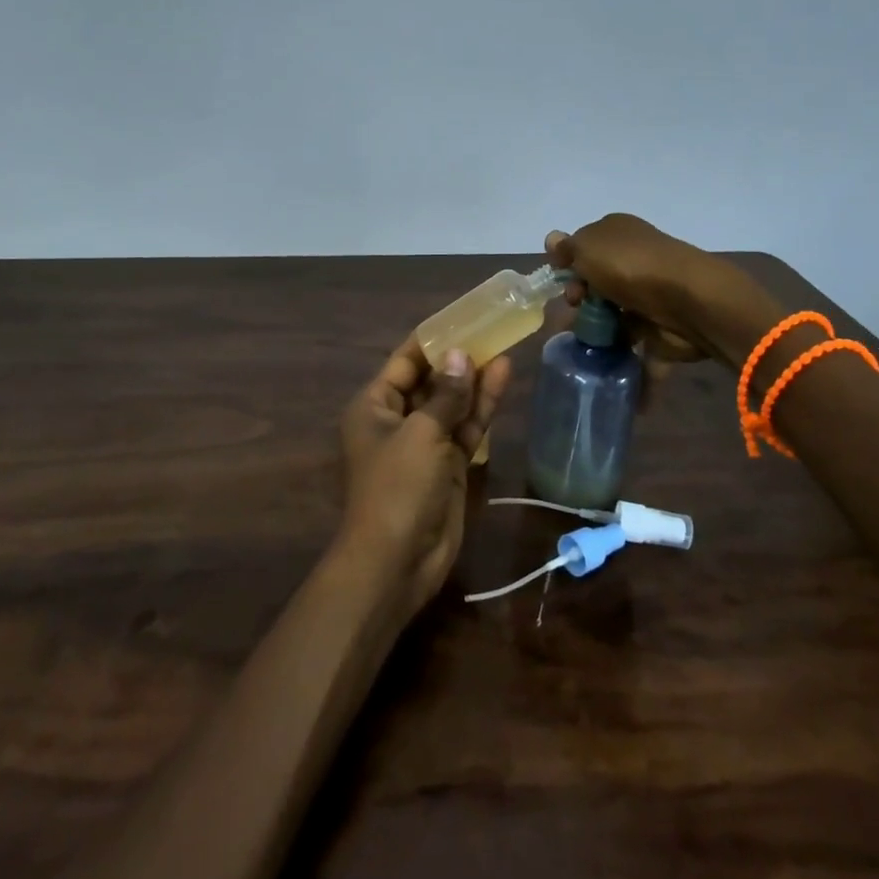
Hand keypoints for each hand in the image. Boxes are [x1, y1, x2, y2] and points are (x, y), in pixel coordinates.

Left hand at [336, 335, 512, 622]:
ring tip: (504, 345)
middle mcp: (397, 419)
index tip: (462, 316)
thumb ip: (445, 395)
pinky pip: (466, 427)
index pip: (404, 361)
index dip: (432, 339)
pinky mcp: (448, 465)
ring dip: (475, 379)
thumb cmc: (397, 487)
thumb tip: (460, 355)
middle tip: (491, 328)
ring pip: (452, 402)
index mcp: (374, 406)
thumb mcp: (421, 434)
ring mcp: (425, 443)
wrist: (397, 561)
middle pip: (431, 379)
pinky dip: (482, 407)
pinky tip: (502, 379)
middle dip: (458, 357)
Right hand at [546, 213, 782, 403]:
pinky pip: (636, 348)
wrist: (688, 302)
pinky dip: (623, 363)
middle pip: (596, 284)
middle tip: (576, 309)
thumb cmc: (630, 267)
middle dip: (580, 300)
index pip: (585, 248)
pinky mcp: (659, 330)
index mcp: (618, 234)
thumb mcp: (588, 248)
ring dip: (596, 333)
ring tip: (582, 346)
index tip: (561, 281)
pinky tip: (605, 374)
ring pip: (612, 316)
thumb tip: (552, 239)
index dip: (568, 265)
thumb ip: (568, 248)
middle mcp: (634, 261)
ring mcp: (647, 297)